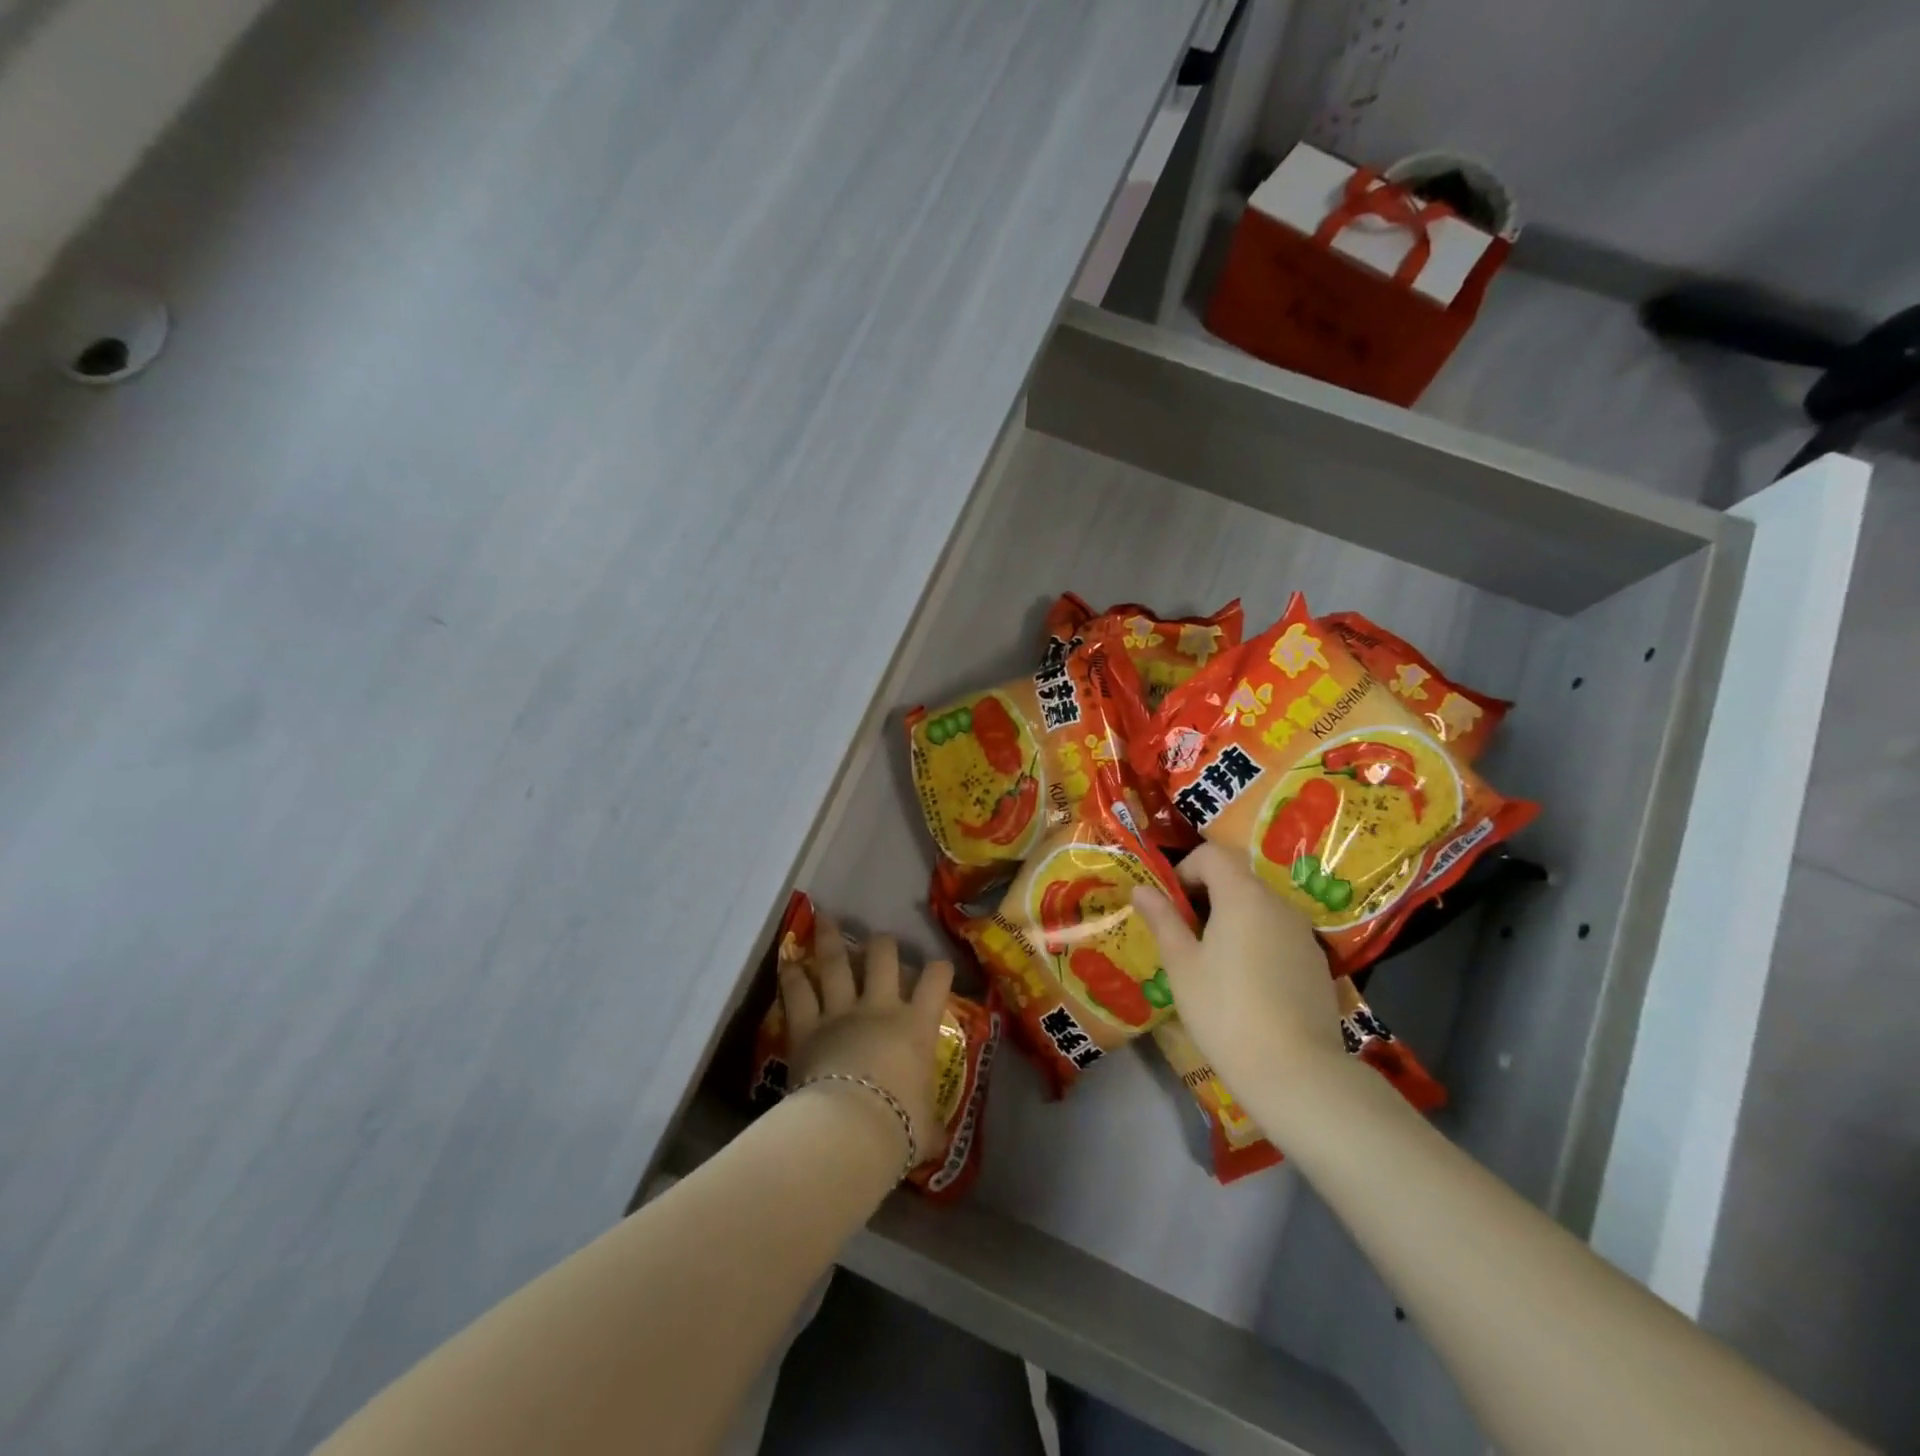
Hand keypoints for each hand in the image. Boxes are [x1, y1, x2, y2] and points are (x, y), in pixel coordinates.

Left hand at [778, 913, 954, 1165]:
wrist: (850, 1130)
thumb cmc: (897, 1127)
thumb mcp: (925, 1128)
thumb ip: (931, 1126)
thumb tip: (939, 1140)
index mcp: (915, 1025)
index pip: (936, 981)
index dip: (940, 969)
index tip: (938, 969)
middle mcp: (880, 1007)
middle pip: (882, 957)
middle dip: (882, 944)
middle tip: (879, 941)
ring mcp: (841, 1011)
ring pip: (837, 962)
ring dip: (831, 939)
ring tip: (825, 918)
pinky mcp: (806, 1025)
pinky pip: (798, 992)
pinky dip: (792, 975)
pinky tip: (787, 960)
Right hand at [1132, 843, 1343, 1096]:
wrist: (1296, 1072)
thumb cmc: (1225, 1010)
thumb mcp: (1182, 964)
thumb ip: (1163, 919)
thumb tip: (1141, 888)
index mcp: (1242, 895)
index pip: (1211, 855)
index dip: (1184, 870)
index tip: (1169, 906)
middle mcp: (1278, 903)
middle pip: (1237, 879)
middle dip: (1206, 897)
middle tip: (1183, 937)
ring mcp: (1303, 933)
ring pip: (1259, 908)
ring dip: (1232, 920)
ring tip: (1213, 963)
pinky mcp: (1317, 963)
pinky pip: (1279, 935)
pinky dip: (1257, 943)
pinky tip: (1248, 986)